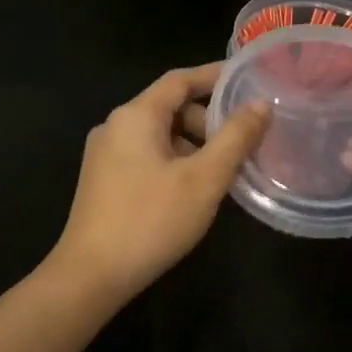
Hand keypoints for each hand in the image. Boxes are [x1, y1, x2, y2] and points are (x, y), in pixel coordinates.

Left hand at [50, 63, 269, 302]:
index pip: (180, 79)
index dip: (215, 75)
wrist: (91, 276)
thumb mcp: (204, 178)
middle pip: (170, 107)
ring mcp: (105, 155)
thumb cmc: (151, 220)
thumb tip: (260, 105)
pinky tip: (195, 189)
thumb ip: (235, 138)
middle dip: (209, 119)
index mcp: (135, 115)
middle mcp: (115, 126)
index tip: (248, 79)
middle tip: (244, 140)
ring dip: (194, 144)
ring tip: (225, 170)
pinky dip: (176, 160)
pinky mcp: (104, 180)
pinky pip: (147, 155)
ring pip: (160, 135)